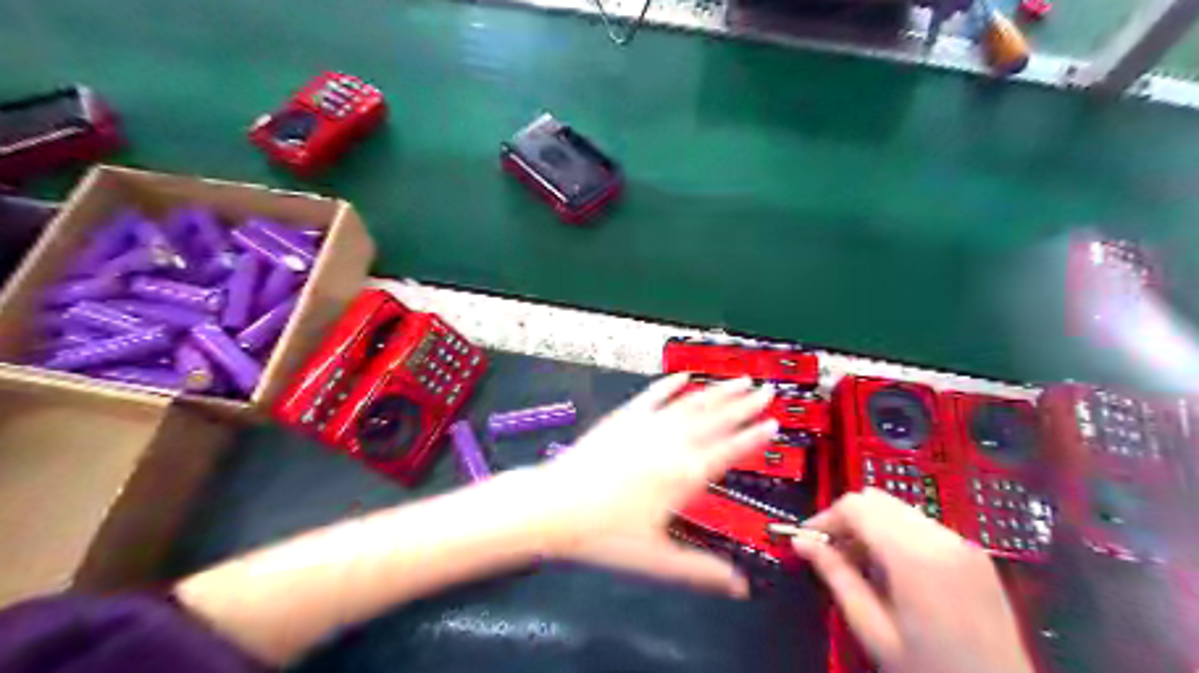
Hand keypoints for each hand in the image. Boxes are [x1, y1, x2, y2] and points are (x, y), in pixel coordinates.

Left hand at [535, 374, 778, 599]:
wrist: (556, 506)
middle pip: (717, 419)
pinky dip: (670, 385)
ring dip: (718, 391)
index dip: (754, 436)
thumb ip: (701, 571)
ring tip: (740, 380)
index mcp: (685, 474)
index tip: (774, 422)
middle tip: (767, 391)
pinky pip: (653, 395)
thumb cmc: (606, 535)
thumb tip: (740, 589)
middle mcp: (672, 443)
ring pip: (691, 403)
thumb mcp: (657, 558)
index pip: (730, 450)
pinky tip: (683, 377)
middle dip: (745, 405)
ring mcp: (648, 425)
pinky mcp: (624, 417)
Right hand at [794, 490, 1034, 672]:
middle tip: (833, 554)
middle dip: (848, 520)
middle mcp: (942, 539)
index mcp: (915, 556)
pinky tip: (893, 571)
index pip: (856, 506)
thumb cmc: (932, 671)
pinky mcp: (975, 554)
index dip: (826, 517)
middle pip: (877, 500)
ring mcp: (963, 544)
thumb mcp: (873, 629)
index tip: (810, 540)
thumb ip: (836, 576)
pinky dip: (897, 535)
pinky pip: (921, 525)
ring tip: (862, 566)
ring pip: (898, 509)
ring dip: (871, 526)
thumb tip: (802, 543)